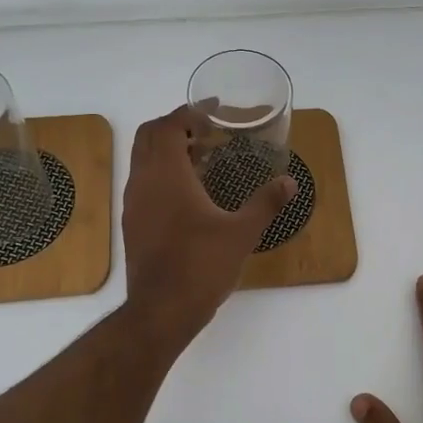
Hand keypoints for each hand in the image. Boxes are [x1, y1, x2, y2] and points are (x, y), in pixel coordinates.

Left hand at [121, 105, 296, 347]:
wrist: (160, 311)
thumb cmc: (201, 266)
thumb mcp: (241, 233)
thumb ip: (266, 203)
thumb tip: (289, 182)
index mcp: (167, 175)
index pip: (168, 126)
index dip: (190, 113)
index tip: (215, 111)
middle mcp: (143, 182)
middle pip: (148, 136)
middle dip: (175, 125)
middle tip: (207, 130)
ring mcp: (133, 204)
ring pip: (143, 160)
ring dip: (167, 150)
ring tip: (201, 157)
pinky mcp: (133, 224)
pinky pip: (143, 182)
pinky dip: (162, 173)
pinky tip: (189, 193)